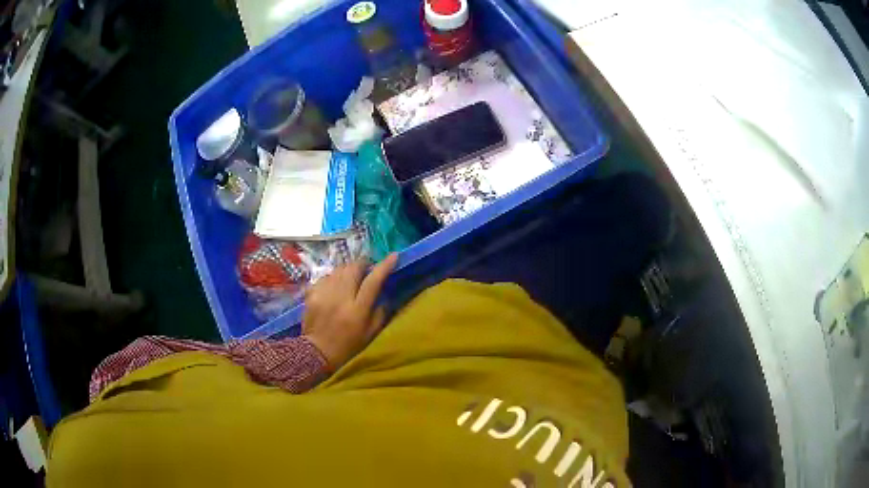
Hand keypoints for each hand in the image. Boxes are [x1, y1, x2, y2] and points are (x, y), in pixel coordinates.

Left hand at [302, 254, 397, 370]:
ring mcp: (324, 294)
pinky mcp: (311, 294)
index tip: (393, 256)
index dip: (384, 266)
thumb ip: (380, 312)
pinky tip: (334, 286)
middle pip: (353, 268)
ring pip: (338, 270)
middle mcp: (341, 298)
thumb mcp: (370, 334)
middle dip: (363, 264)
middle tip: (367, 268)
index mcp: (358, 310)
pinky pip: (325, 277)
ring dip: (347, 270)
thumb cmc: (348, 346)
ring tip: (350, 278)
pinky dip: (332, 278)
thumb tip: (383, 294)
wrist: (317, 352)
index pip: (373, 281)